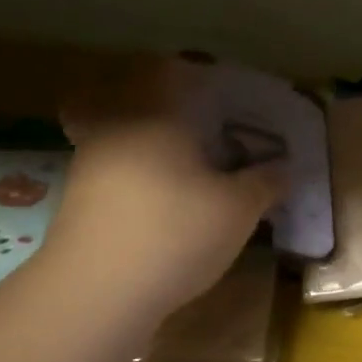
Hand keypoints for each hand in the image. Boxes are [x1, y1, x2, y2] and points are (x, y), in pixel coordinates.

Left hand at [49, 58, 282, 321]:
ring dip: (150, 145)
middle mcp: (117, 127)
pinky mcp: (77, 199)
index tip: (217, 89)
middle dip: (168, 109)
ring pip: (121, 134)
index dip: (192, 71)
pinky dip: (134, 177)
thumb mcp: (238, 210)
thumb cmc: (175, 233)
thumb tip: (284, 166)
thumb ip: (265, 182)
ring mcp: (89, 163)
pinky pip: (111, 169)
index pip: (168, 69)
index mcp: (157, 114)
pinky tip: (158, 205)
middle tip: (202, 130)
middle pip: (137, 98)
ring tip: (185, 172)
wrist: (96, 292)